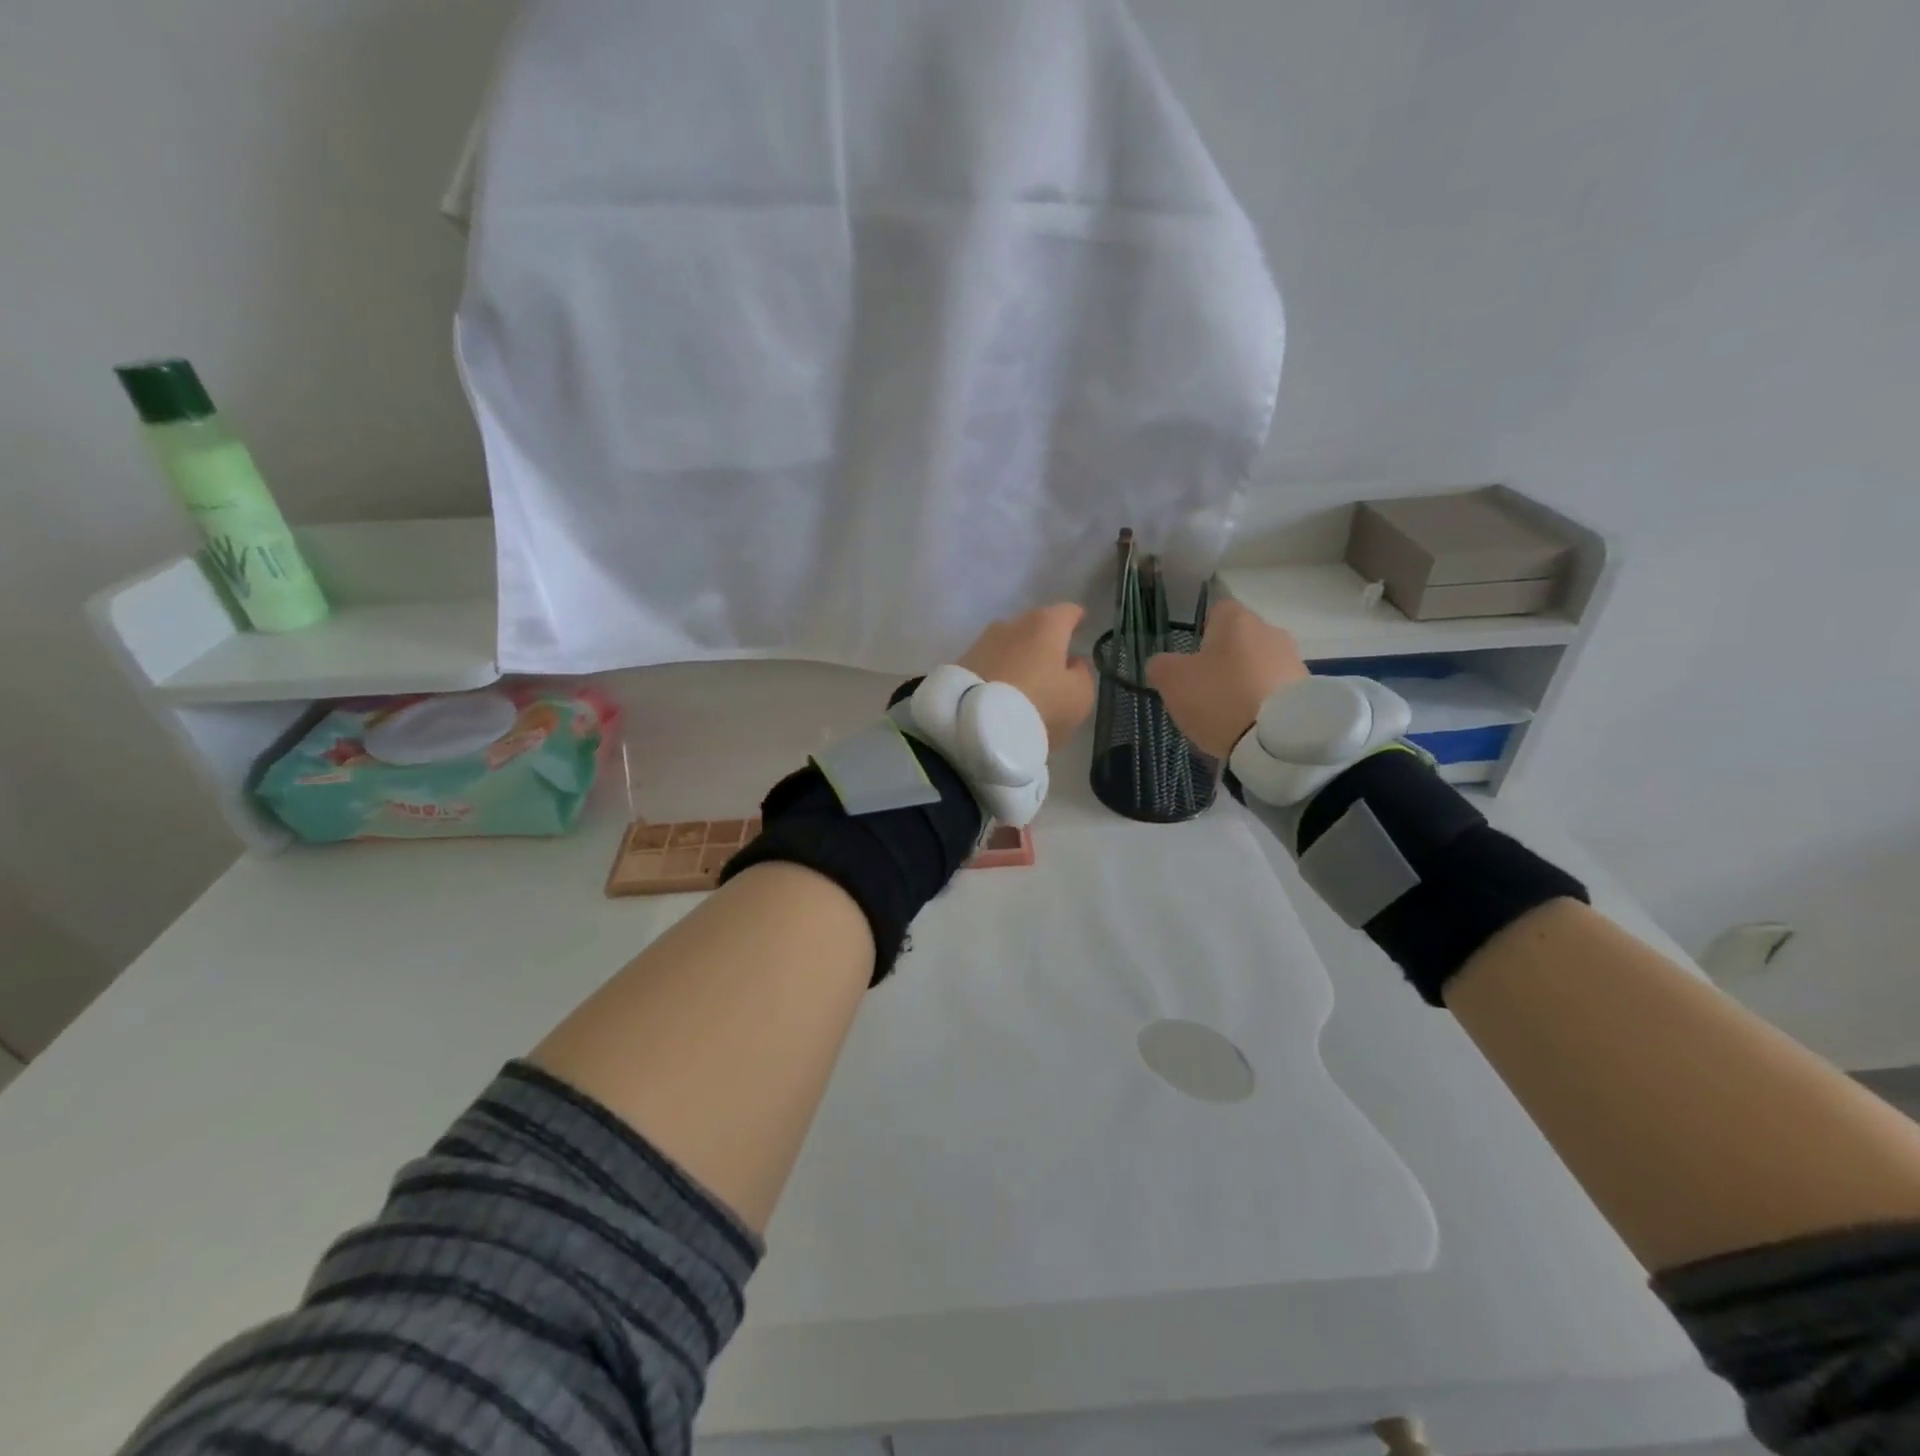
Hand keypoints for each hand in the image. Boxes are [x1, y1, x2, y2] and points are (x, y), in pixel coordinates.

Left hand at [957, 604, 1096, 749]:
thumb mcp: (1078, 697)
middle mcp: (1013, 623)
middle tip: (1054, 661)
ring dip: (1019, 654)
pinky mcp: (962, 661)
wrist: (976, 726)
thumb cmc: (1039, 706)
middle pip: (1036, 624)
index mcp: (1046, 624)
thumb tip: (1073, 662)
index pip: (1068, 612)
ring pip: (1010, 642)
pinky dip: (999, 670)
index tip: (1081, 627)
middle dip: (1046, 639)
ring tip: (1025, 679)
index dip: (1077, 620)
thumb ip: (1082, 674)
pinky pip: (990, 661)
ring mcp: (983, 640)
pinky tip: (1002, 689)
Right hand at [1145, 600, 1308, 759]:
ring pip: (1258, 665)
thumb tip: (1162, 663)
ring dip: (1243, 682)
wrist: (1277, 740)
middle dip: (1223, 661)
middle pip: (1238, 640)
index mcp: (1236, 619)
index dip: (1199, 633)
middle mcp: (1269, 630)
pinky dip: (1261, 702)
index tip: (1190, 661)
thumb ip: (1161, 665)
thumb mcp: (1172, 681)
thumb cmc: (1219, 698)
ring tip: (1228, 715)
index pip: (1215, 610)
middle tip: (1204, 691)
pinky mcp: (1307, 690)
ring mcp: (1293, 660)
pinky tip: (1249, 725)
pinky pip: (1274, 690)